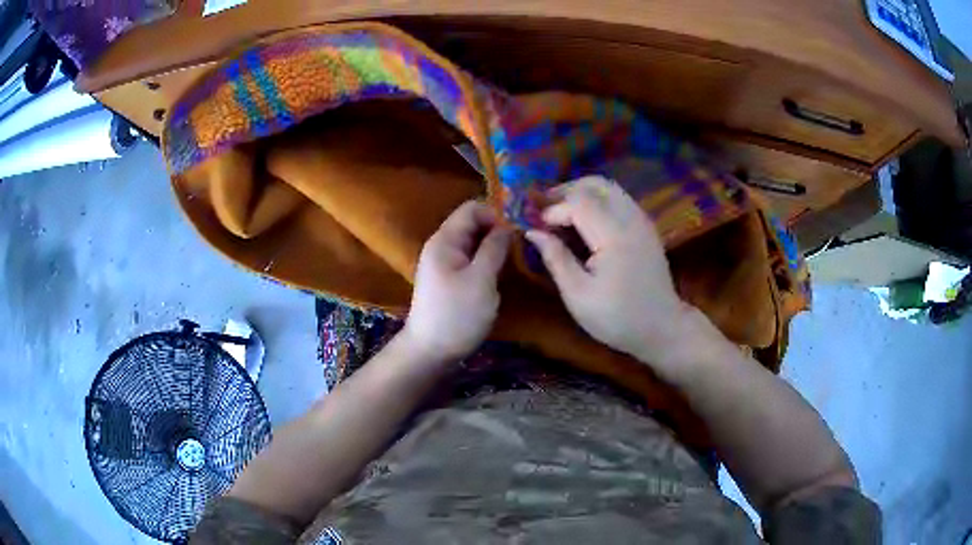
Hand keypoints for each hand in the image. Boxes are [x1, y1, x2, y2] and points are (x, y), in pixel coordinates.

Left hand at [403, 200, 511, 362]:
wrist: (431, 351)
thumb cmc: (457, 314)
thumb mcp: (481, 279)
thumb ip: (495, 248)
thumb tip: (508, 226)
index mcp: (445, 240)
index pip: (472, 208)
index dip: (496, 214)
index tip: (518, 231)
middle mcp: (442, 245)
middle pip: (472, 223)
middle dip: (497, 229)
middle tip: (521, 246)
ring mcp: (443, 263)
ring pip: (473, 242)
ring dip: (493, 246)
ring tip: (514, 259)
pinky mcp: (448, 279)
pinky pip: (470, 258)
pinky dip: (486, 260)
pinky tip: (499, 273)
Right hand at [525, 176, 699, 372]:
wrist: (662, 328)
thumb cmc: (617, 318)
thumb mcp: (578, 295)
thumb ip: (556, 258)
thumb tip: (532, 232)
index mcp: (615, 236)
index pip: (578, 203)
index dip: (553, 210)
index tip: (536, 227)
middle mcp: (631, 219)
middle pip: (596, 184)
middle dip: (566, 191)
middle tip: (545, 209)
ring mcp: (642, 220)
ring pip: (608, 188)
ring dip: (581, 193)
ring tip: (561, 213)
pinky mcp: (645, 227)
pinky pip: (618, 199)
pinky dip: (597, 201)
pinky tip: (584, 221)